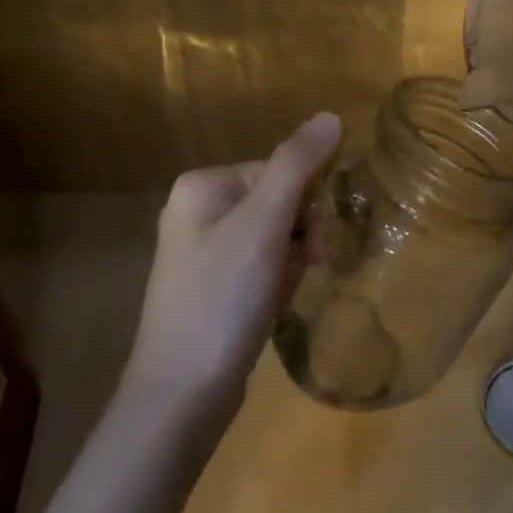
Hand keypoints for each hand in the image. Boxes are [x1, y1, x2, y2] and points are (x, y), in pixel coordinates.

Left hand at [124, 113, 342, 423]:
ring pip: (274, 237)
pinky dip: (276, 282)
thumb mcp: (264, 223)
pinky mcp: (211, 288)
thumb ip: (298, 164)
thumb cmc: (222, 297)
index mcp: (203, 185)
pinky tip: (273, 307)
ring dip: (292, 260)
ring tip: (285, 293)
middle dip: (300, 234)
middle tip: (310, 265)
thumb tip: (332, 115)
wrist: (180, 396)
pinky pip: (260, 266)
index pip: (279, 170)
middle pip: (278, 202)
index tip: (315, 240)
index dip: (306, 202)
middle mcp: (198, 211)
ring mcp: (202, 252)